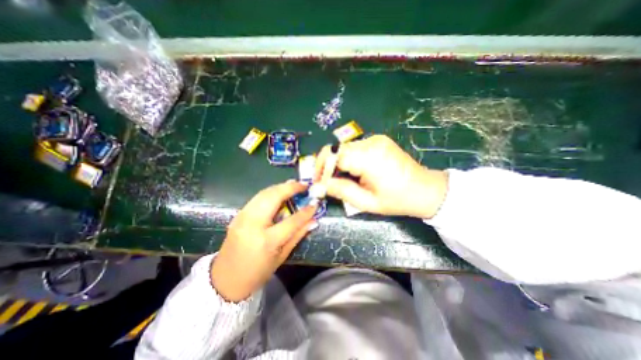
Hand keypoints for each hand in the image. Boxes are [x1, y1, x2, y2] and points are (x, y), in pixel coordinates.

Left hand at [211, 182, 316, 301]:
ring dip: (280, 187)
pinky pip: (257, 198)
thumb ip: (298, 235)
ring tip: (294, 185)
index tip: (315, 203)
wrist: (225, 280)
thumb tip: (313, 220)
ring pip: (264, 193)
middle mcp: (253, 224)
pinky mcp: (238, 214)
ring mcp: (243, 217)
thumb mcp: (282, 256)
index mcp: (266, 241)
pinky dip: (270, 192)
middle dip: (290, 188)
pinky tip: (279, 192)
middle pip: (274, 197)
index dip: (306, 211)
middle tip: (304, 185)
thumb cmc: (258, 272)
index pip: (291, 221)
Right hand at [314, 135, 445, 217]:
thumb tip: (317, 187)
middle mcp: (371, 142)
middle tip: (324, 183)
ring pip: (343, 149)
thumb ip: (340, 191)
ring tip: (338, 180)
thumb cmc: (397, 200)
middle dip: (326, 166)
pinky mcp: (377, 141)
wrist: (425, 190)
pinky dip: (346, 160)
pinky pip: (353, 149)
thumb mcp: (366, 202)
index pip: (334, 155)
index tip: (318, 185)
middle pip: (336, 149)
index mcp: (369, 157)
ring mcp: (375, 139)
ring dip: (336, 164)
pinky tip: (351, 172)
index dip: (322, 169)